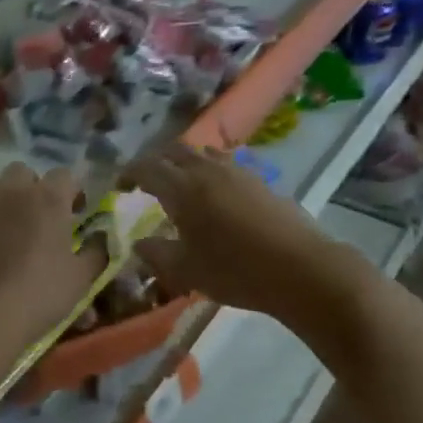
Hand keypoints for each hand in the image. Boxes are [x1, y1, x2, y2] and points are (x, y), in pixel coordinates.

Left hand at [0, 164, 103, 358]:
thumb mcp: (81, 281)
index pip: (65, 175)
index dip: (71, 192)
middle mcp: (9, 190)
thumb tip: (103, 239)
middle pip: (21, 171)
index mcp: (47, 199)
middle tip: (33, 219)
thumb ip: (96, 253)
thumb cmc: (37, 296)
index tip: (73, 213)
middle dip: (29, 189)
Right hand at [120, 145, 337, 319]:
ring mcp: (237, 172)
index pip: (147, 168)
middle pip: (175, 150)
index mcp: (183, 189)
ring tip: (180, 184)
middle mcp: (207, 171)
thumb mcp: (186, 271)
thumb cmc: (236, 271)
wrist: (302, 269)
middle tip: (147, 181)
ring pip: (202, 153)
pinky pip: (224, 164)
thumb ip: (156, 254)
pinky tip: (215, 194)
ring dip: (184, 162)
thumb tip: (139, 243)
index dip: (129, 173)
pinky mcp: (260, 181)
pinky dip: (209, 170)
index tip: (120, 186)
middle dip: (156, 161)